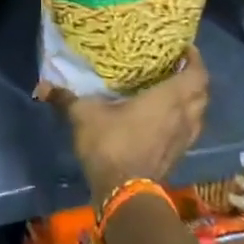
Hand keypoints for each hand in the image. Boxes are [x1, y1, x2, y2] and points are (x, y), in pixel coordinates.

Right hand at [37, 45, 208, 203]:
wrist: (123, 193)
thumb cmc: (110, 144)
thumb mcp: (84, 116)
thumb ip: (65, 99)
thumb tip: (41, 86)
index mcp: (168, 99)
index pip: (197, 75)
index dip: (195, 60)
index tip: (185, 49)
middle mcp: (183, 117)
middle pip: (202, 94)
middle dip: (194, 78)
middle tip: (177, 67)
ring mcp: (183, 139)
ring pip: (198, 114)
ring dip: (192, 101)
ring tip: (173, 90)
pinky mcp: (178, 156)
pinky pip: (189, 130)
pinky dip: (184, 119)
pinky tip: (165, 119)